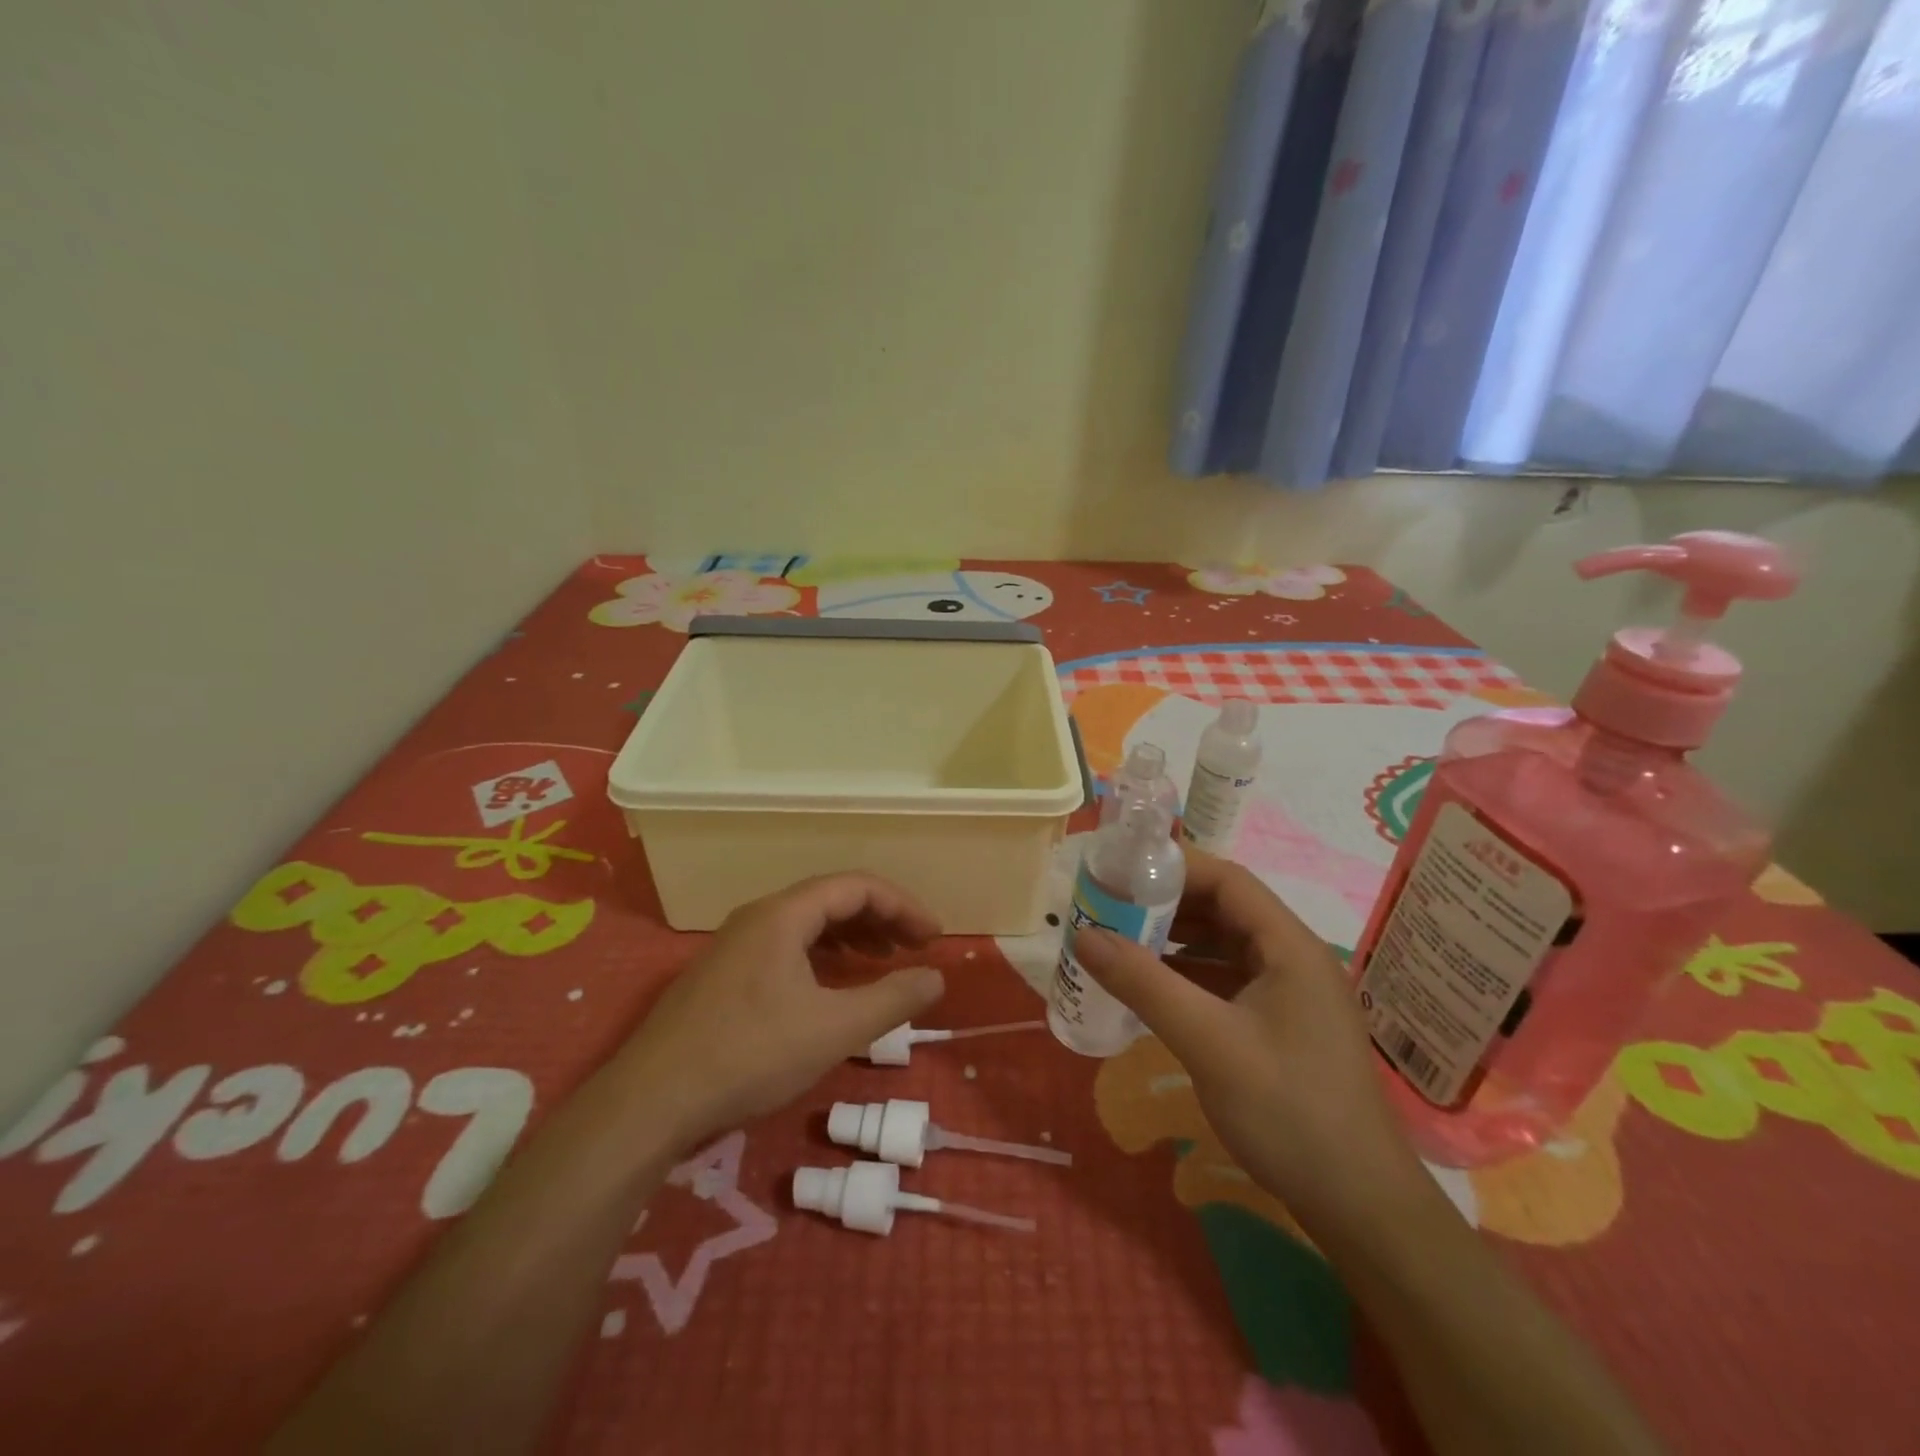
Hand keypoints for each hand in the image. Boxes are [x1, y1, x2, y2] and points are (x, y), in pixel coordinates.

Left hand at [620, 873, 945, 1150]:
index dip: (903, 905)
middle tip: (914, 948)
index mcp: (784, 914)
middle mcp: (758, 917)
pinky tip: (832, 986)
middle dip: (880, 918)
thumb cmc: (749, 1054)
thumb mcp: (833, 1029)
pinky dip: (821, 956)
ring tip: (882, 960)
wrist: (650, 1101)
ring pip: (806, 923)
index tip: (934, 938)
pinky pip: (785, 946)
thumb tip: (936, 977)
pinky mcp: (723, 975)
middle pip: (831, 899)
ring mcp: (735, 945)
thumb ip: (892, 1000)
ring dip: (851, 936)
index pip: (857, 886)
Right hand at [1073, 851, 1424, 1230]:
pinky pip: (1225, 981)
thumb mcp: (1208, 1042)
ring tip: (1119, 943)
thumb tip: (1084, 935)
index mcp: (1289, 946)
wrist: (1360, 1207)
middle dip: (1165, 905)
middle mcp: (1292, 958)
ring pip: (1222, 946)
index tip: (1119, 874)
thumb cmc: (1289, 1112)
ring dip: (1173, 941)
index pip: (1227, 880)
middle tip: (1109, 909)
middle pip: (1223, 909)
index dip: (1173, 869)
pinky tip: (1150, 990)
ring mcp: (1288, 994)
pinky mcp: (1280, 1025)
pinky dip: (1187, 976)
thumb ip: (1144, 984)